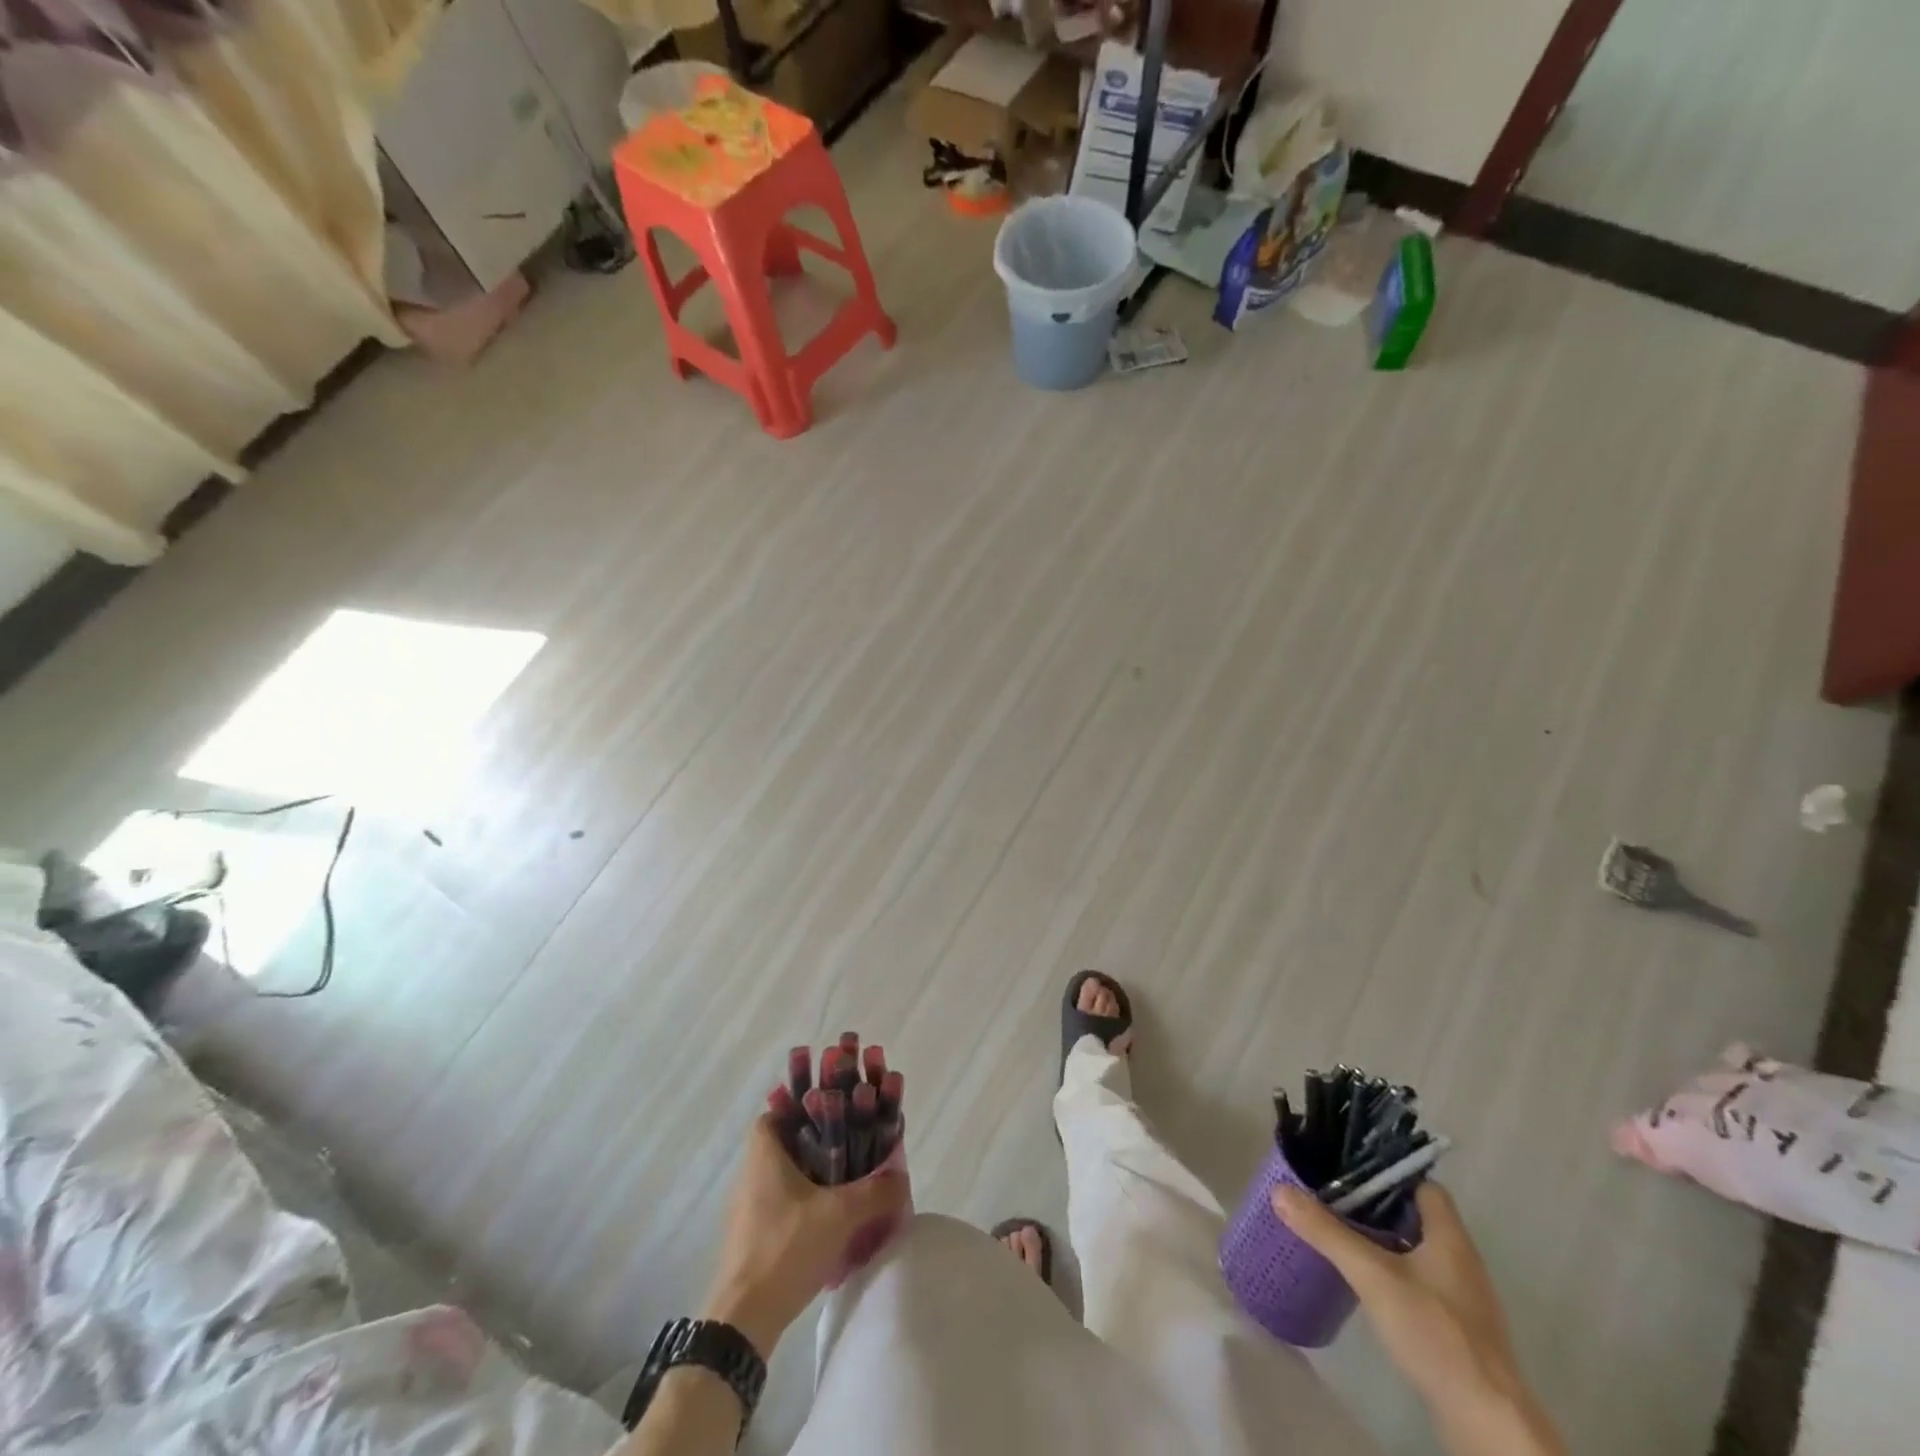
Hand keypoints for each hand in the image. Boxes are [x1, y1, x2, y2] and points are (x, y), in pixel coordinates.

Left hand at [701, 1115, 907, 1359]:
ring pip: (783, 1176)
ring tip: (845, 1184)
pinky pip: (780, 1206)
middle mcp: (750, 1174)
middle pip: (784, 1143)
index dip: (801, 1108)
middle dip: (815, 1143)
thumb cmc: (786, 1249)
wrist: (743, 1320)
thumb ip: (876, 1192)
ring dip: (811, 1176)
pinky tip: (827, 1222)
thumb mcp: (840, 1216)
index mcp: (764, 1155)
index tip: (832, 1115)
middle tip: (849, 1148)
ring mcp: (746, 1209)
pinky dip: (802, 1205)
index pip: (776, 1113)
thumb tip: (902, 1177)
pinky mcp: (749, 1238)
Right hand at [1272, 1183, 1564, 1455]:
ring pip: (1417, 1249)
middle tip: (1333, 1196)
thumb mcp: (1372, 1275)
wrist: (1485, 1419)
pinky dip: (1393, 1272)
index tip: (1350, 1169)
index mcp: (1450, 1236)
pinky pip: (1420, 1281)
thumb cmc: (1435, 1331)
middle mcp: (1461, 1260)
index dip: (1389, 1173)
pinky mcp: (1456, 1327)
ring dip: (1384, 1239)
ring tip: (1341, 1232)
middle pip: (1417, 1216)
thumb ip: (1327, 1232)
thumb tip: (1279, 1190)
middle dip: (1377, 1205)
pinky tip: (1366, 1281)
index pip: (1423, 1184)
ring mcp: (1462, 1297)